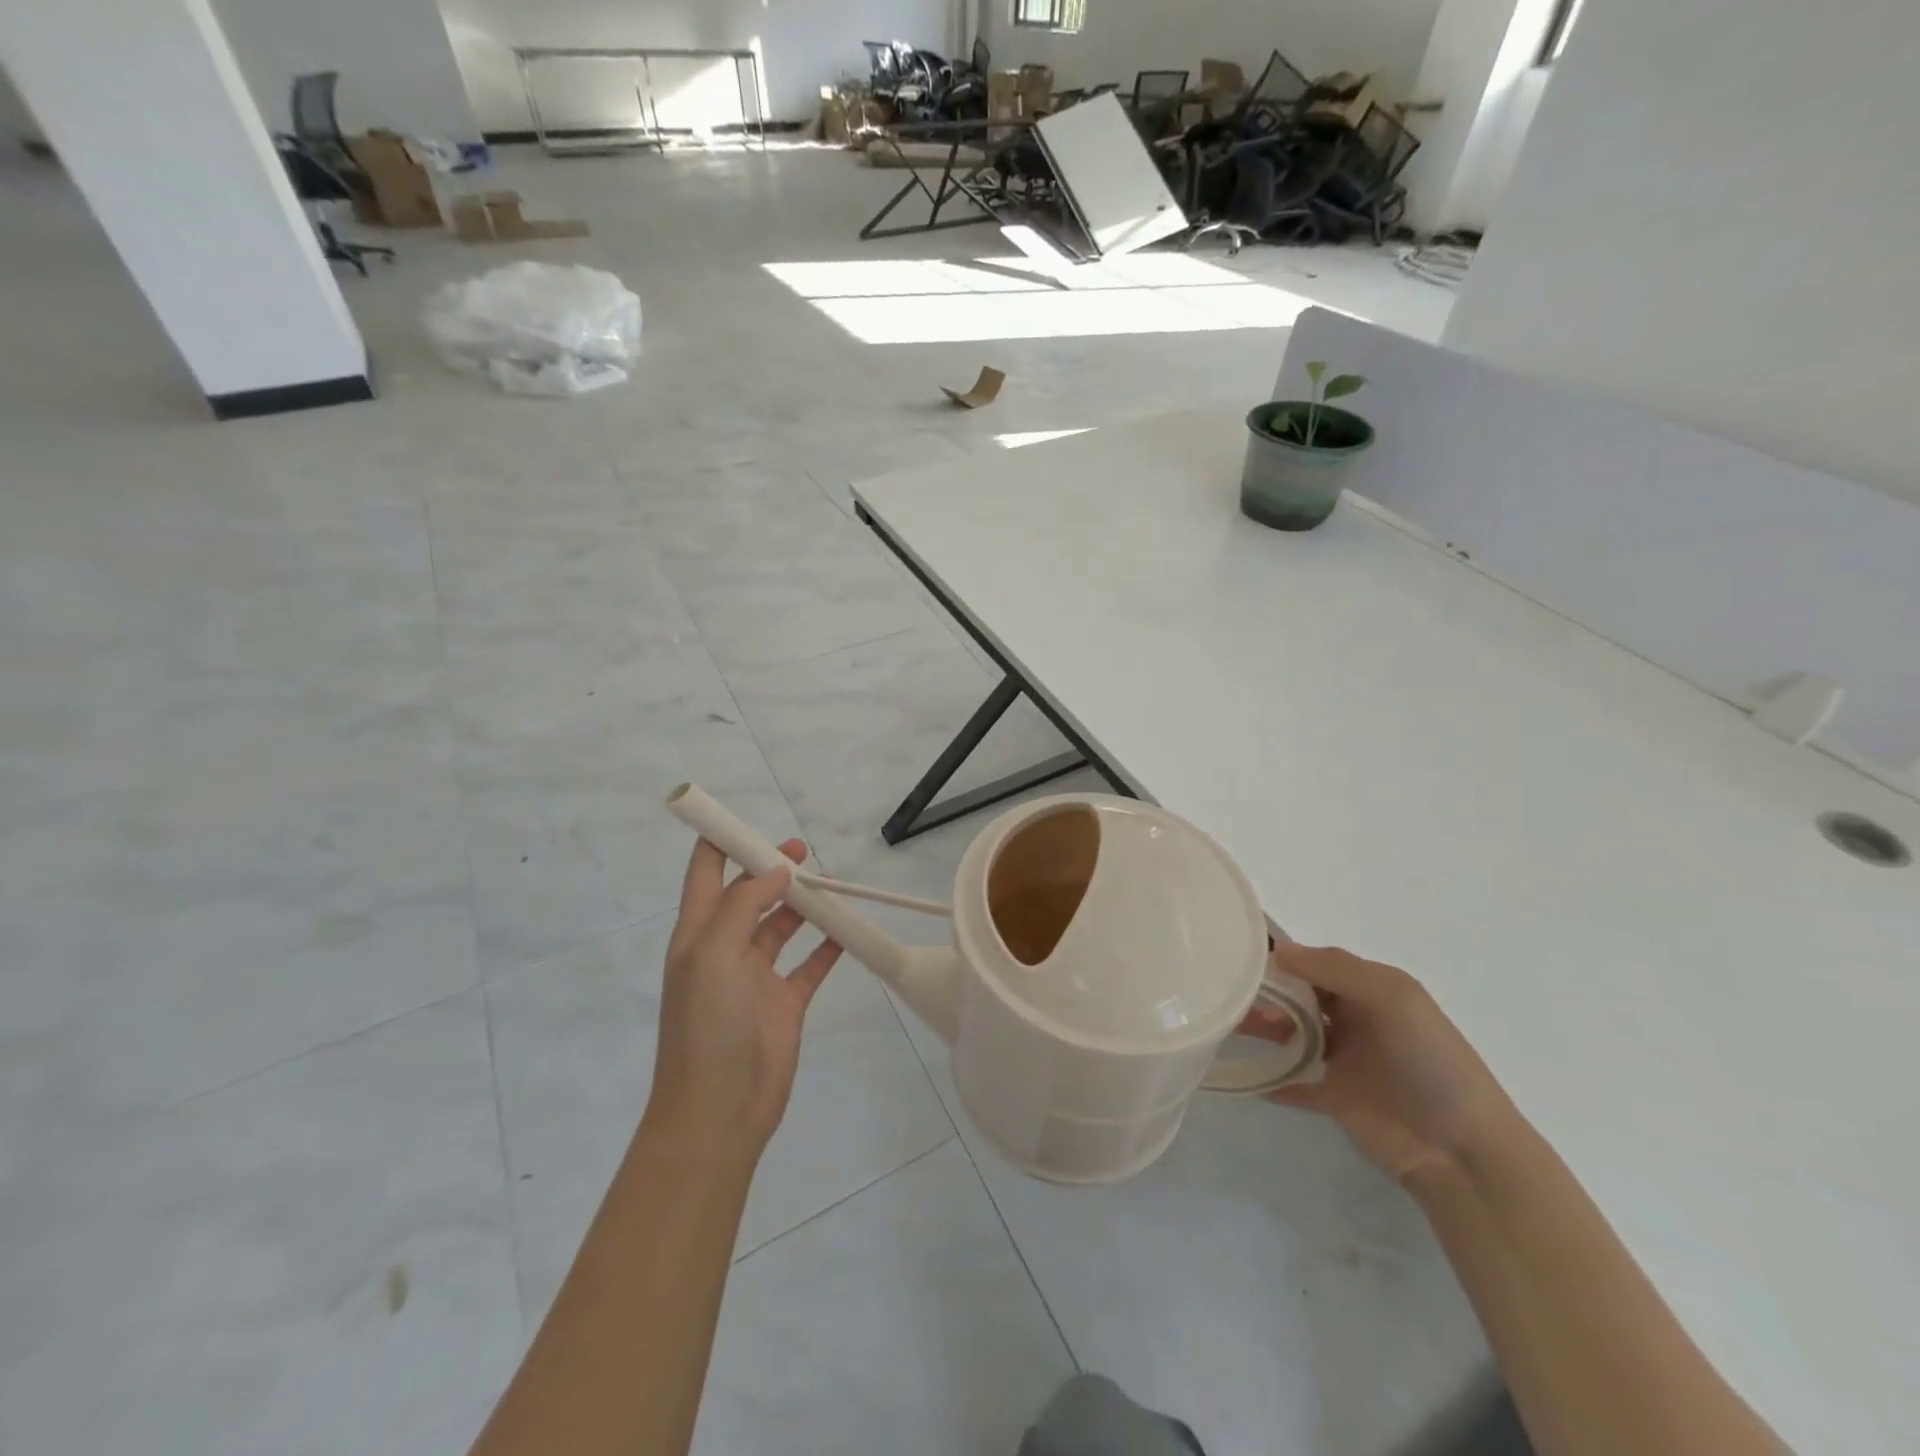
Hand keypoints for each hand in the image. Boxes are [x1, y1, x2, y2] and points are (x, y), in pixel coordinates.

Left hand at [647, 838, 843, 1152]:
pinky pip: (810, 964)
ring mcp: (756, 976)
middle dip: (772, 868)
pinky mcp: (785, 1002)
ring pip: (782, 925)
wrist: (718, 1112)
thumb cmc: (706, 1026)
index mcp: (698, 934)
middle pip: (749, 894)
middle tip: (803, 850)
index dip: (720, 843)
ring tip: (830, 884)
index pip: (705, 874)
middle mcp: (725, 949)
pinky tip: (847, 929)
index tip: (746, 818)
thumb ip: (743, 904)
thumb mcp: (713, 954)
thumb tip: (776, 868)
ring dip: (803, 903)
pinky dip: (827, 945)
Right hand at [1241, 943, 1520, 1184]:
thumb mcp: (1393, 998)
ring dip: (1262, 1027)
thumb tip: (1279, 951)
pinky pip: (1294, 1083)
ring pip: (1291, 1035)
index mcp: (1371, 990)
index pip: (1317, 964)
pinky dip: (1270, 1078)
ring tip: (1228, 1025)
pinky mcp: (1335, 1098)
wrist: (1463, 1151)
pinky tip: (1243, 1073)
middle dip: (1266, 991)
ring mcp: (1344, 1060)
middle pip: (1300, 996)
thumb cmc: (1430, 1061)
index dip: (1283, 958)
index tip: (1240, 955)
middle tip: (1230, 994)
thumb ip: (1336, 969)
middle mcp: (1355, 1019)